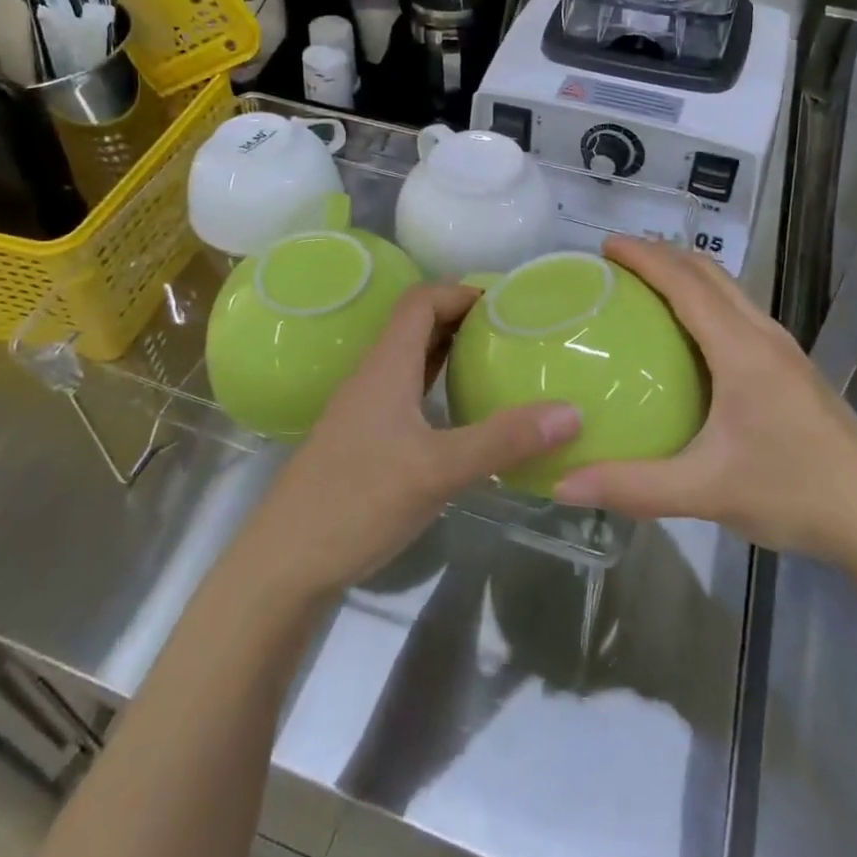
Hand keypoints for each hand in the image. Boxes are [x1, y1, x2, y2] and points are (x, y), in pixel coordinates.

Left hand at [242, 283, 579, 600]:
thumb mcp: (438, 470)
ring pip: (410, 362)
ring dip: (449, 353)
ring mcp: (364, 410)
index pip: (420, 301)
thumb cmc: (357, 501)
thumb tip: (571, 411)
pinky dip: (436, 388)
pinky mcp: (364, 441)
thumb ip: (503, 440)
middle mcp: (373, 377)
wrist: (284, 564)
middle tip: (512, 332)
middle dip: (462, 319)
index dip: (460, 292)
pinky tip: (462, 416)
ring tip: (496, 364)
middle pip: (416, 326)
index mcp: (385, 366)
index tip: (506, 304)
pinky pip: (406, 395)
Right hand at [554, 238, 856, 571]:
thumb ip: (633, 486)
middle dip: (663, 255)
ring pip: (729, 291)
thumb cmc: (796, 494)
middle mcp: (763, 336)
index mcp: (741, 349)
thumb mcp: (706, 491)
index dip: (644, 256)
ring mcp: (783, 351)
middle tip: (617, 262)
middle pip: (709, 273)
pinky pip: (739, 315)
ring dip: (687, 275)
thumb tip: (564, 482)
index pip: (685, 283)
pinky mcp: (792, 369)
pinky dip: (705, 302)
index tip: (605, 244)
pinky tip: (689, 339)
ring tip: (645, 288)